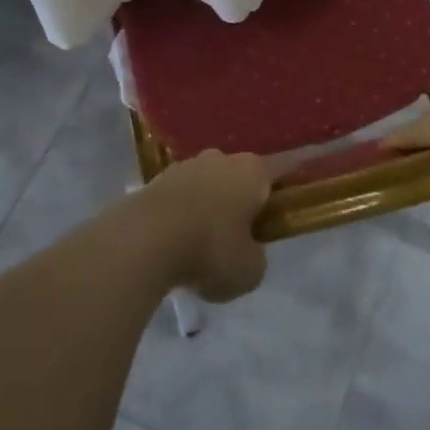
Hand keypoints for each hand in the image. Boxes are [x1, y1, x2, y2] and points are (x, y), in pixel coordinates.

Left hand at [137, 151, 270, 302]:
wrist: (145, 239)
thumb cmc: (210, 250)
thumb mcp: (250, 271)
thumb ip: (256, 257)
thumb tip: (247, 250)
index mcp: (253, 171)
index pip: (280, 172)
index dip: (285, 191)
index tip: (283, 210)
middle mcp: (222, 158)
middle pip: (240, 178)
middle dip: (241, 202)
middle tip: (239, 237)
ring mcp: (186, 165)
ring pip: (207, 186)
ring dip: (208, 208)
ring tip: (201, 245)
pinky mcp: (156, 179)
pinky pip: (180, 197)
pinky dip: (181, 215)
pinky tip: (175, 243)